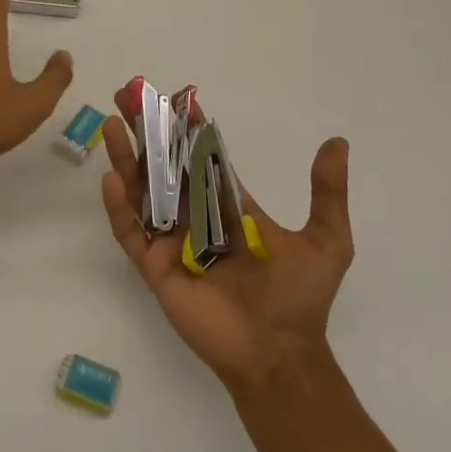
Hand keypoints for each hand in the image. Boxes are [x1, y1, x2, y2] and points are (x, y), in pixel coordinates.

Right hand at [100, 88, 352, 392]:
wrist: (278, 353)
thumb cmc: (298, 297)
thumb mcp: (326, 240)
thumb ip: (327, 192)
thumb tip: (338, 143)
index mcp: (228, 208)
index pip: (202, 159)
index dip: (188, 130)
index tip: (177, 98)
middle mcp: (195, 218)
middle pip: (165, 168)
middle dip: (147, 134)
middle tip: (128, 98)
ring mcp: (172, 242)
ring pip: (142, 193)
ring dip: (126, 159)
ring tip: (112, 126)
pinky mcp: (155, 267)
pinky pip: (131, 233)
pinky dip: (119, 207)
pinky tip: (113, 179)